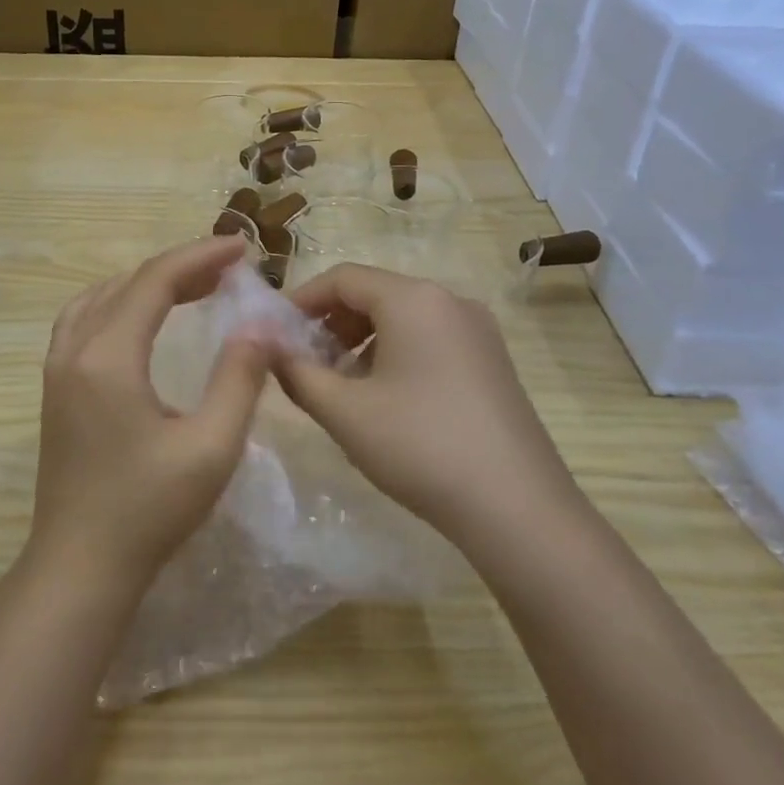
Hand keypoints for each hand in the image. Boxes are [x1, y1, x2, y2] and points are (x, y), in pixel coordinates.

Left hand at [29, 236, 270, 591]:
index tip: (243, 248)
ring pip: (99, 298)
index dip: (201, 256)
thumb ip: (238, 380)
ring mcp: (57, 370)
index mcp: (108, 357)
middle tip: (228, 267)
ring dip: (146, 283)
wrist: (80, 566)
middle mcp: (74, 351)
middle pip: (127, 284)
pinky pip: (83, 321)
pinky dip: (118, 303)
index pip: (155, 281)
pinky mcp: (55, 390)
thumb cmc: (148, 510)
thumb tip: (259, 328)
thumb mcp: (210, 447)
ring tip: (191, 286)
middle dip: (180, 267)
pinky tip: (141, 319)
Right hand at [271, 264, 577, 544]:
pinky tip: (384, 398)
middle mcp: (450, 301)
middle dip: (332, 322)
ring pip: (404, 318)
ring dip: (362, 340)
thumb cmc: (418, 446)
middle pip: (376, 294)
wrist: (515, 506)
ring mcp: (478, 331)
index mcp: (414, 299)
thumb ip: (297, 372)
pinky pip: (431, 339)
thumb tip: (268, 348)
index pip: (344, 278)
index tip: (276, 332)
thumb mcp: (344, 411)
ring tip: (341, 384)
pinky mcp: (492, 361)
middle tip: (305, 362)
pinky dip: (396, 354)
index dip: (303, 300)